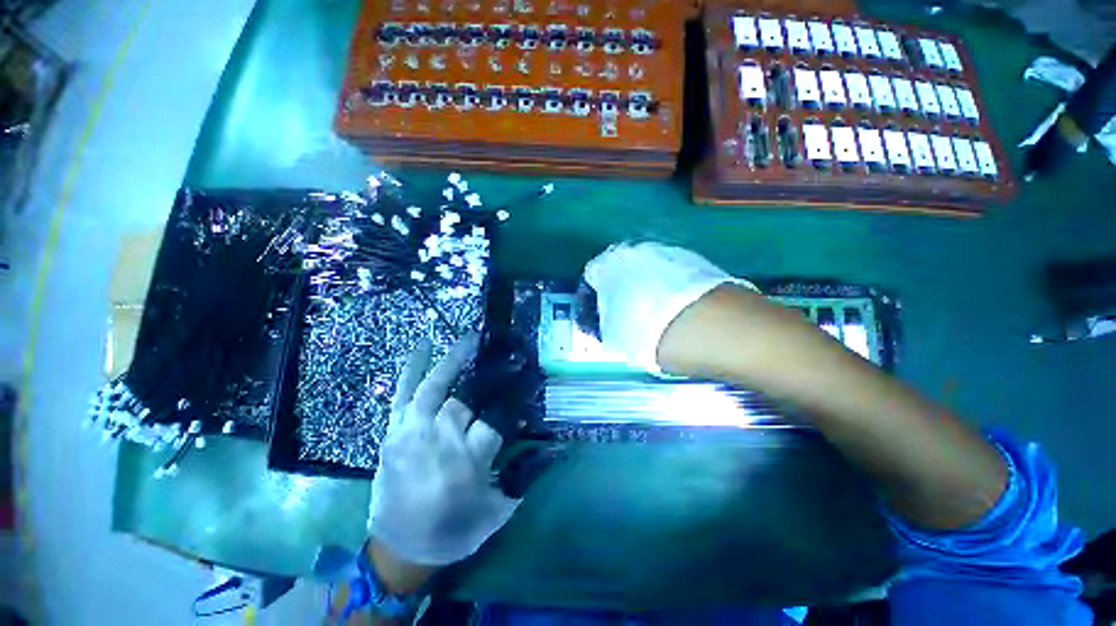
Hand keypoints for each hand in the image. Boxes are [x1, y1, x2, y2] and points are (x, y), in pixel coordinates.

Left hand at [368, 334, 519, 567]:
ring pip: (434, 388)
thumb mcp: (498, 510)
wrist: (399, 553)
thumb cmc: (454, 531)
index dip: (515, 399)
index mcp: (467, 463)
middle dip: (491, 376)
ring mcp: (411, 434)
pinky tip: (424, 345)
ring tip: (471, 339)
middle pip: (466, 400)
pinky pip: (402, 394)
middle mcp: (438, 443)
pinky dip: (412, 368)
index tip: (530, 379)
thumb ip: (525, 475)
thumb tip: (553, 446)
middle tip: (510, 355)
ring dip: (454, 360)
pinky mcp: (393, 433)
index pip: (497, 420)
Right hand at [583, 242, 751, 372]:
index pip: (594, 271)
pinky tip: (683, 309)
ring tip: (660, 313)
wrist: (719, 329)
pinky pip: (676, 274)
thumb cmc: (655, 334)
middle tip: (630, 314)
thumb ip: (604, 324)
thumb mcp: (618, 338)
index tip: (604, 310)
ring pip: (650, 269)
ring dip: (649, 286)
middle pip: (623, 267)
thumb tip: (606, 319)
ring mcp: (673, 253)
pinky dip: (674, 287)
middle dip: (623, 287)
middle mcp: (640, 251)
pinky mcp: (700, 261)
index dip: (596, 293)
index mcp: (613, 266)